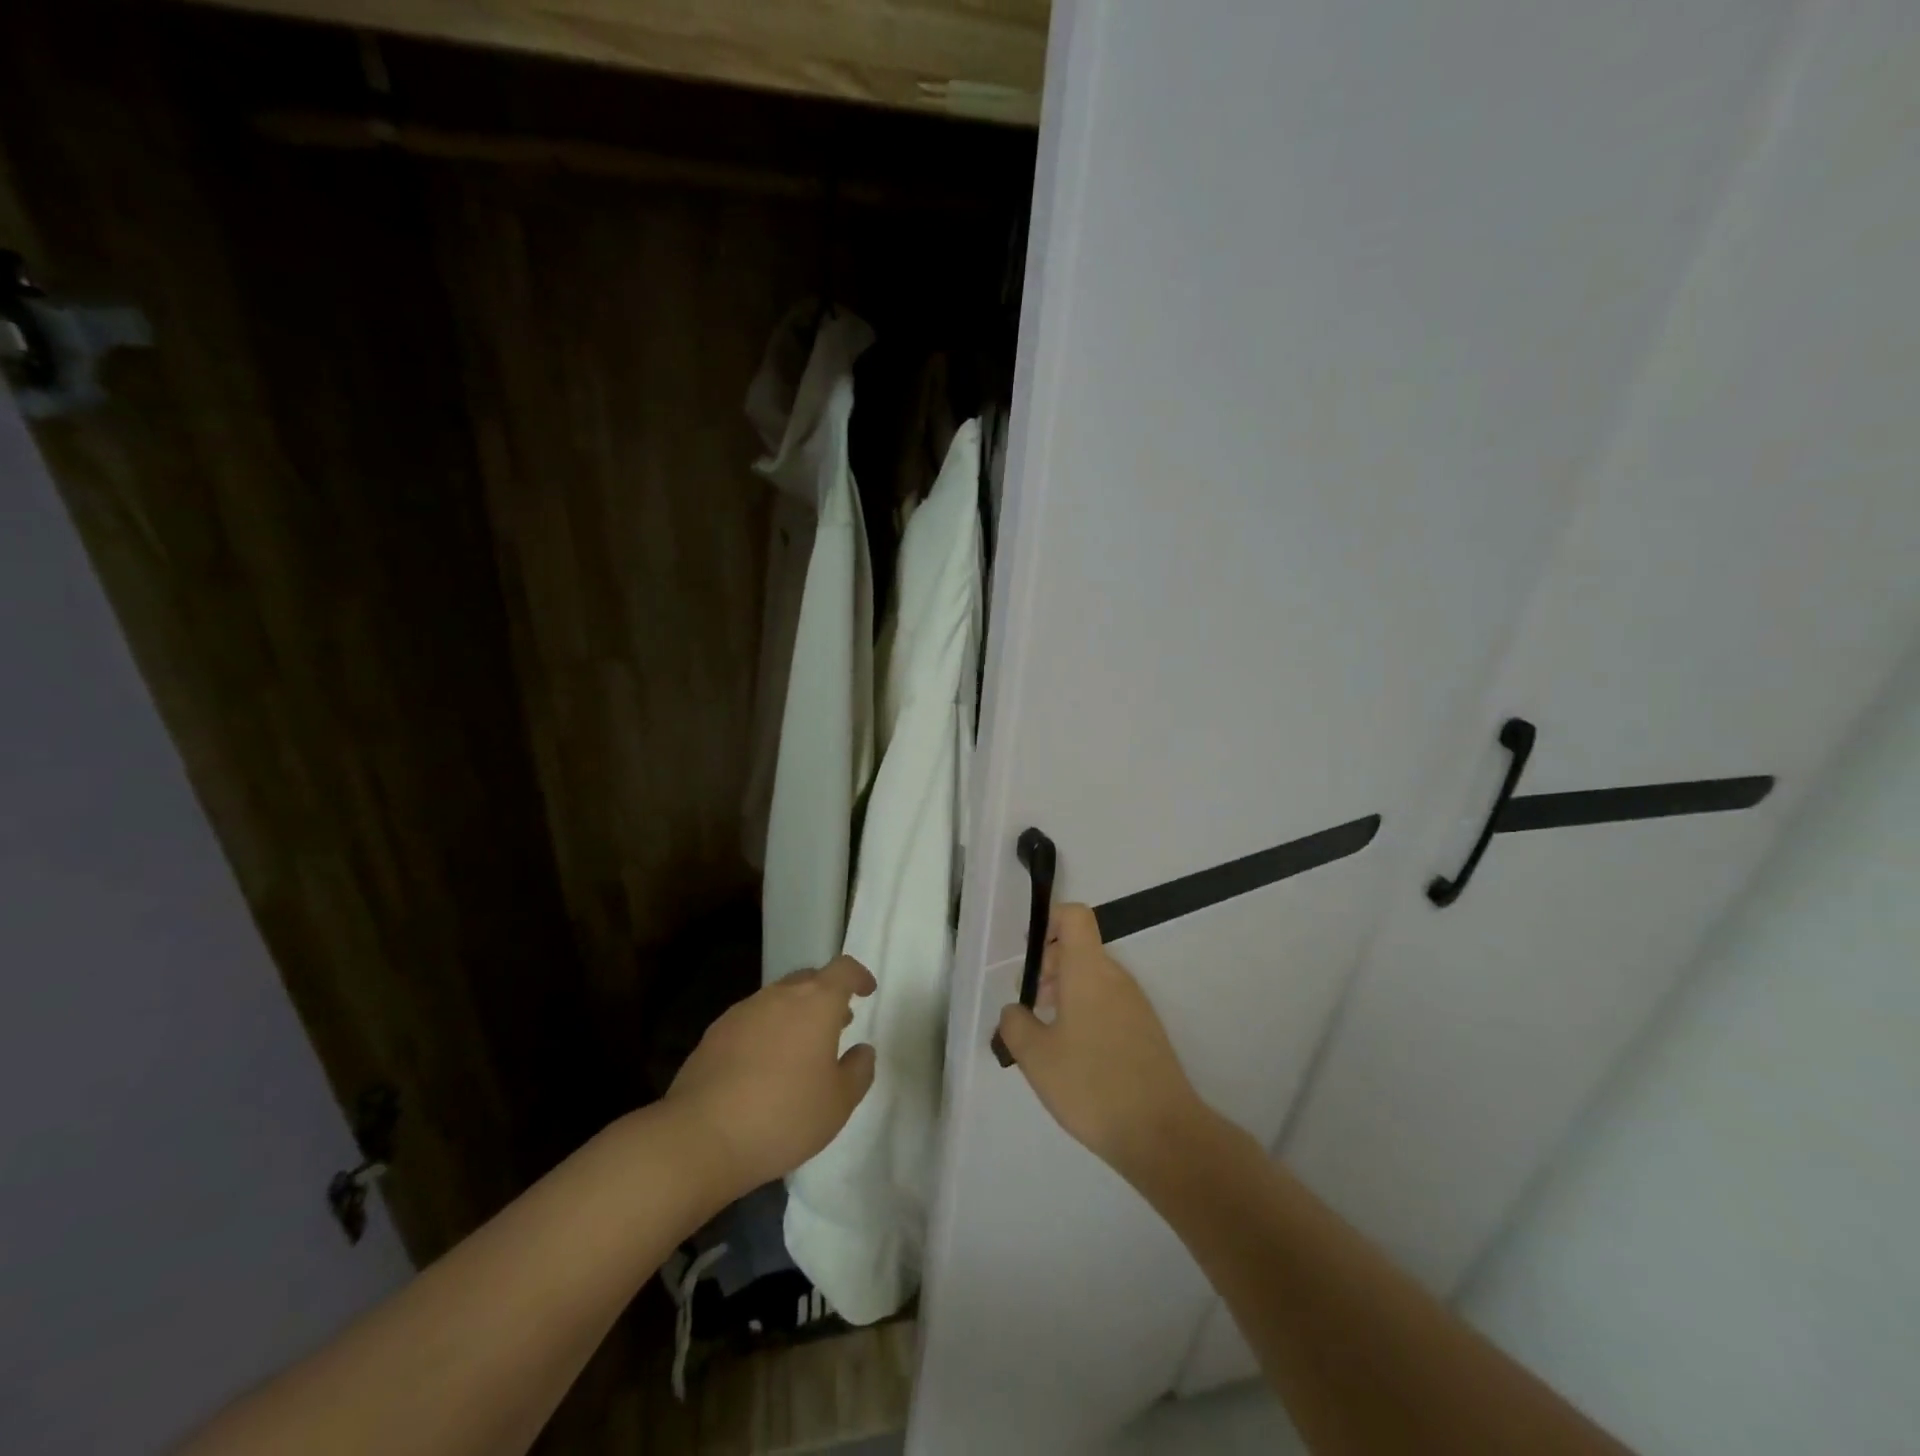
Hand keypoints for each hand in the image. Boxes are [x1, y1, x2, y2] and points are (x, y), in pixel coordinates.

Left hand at [667, 956, 876, 1193]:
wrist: (700, 1137)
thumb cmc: (783, 1116)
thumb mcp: (839, 1103)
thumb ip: (858, 1071)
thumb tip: (862, 1050)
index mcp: (816, 1002)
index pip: (844, 969)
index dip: (859, 976)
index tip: (866, 991)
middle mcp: (779, 995)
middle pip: (809, 979)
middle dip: (826, 996)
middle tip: (837, 1024)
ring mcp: (743, 1011)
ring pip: (778, 999)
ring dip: (794, 1014)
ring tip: (800, 1050)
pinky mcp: (715, 1033)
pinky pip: (751, 1021)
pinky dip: (766, 1032)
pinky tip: (763, 1067)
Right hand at [996, 905, 1208, 1182]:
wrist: (1161, 1133)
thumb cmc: (1091, 1085)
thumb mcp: (1036, 1057)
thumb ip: (1015, 1024)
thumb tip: (1015, 1010)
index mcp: (1089, 970)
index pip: (1074, 916)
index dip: (1048, 922)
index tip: (1028, 956)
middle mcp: (1115, 977)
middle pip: (1080, 948)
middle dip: (1048, 967)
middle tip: (1028, 1004)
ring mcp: (1135, 1003)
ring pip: (1093, 977)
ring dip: (1065, 992)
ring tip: (1045, 1034)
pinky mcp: (1145, 1030)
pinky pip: (1108, 1002)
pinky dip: (1085, 1012)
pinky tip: (1073, 1056)